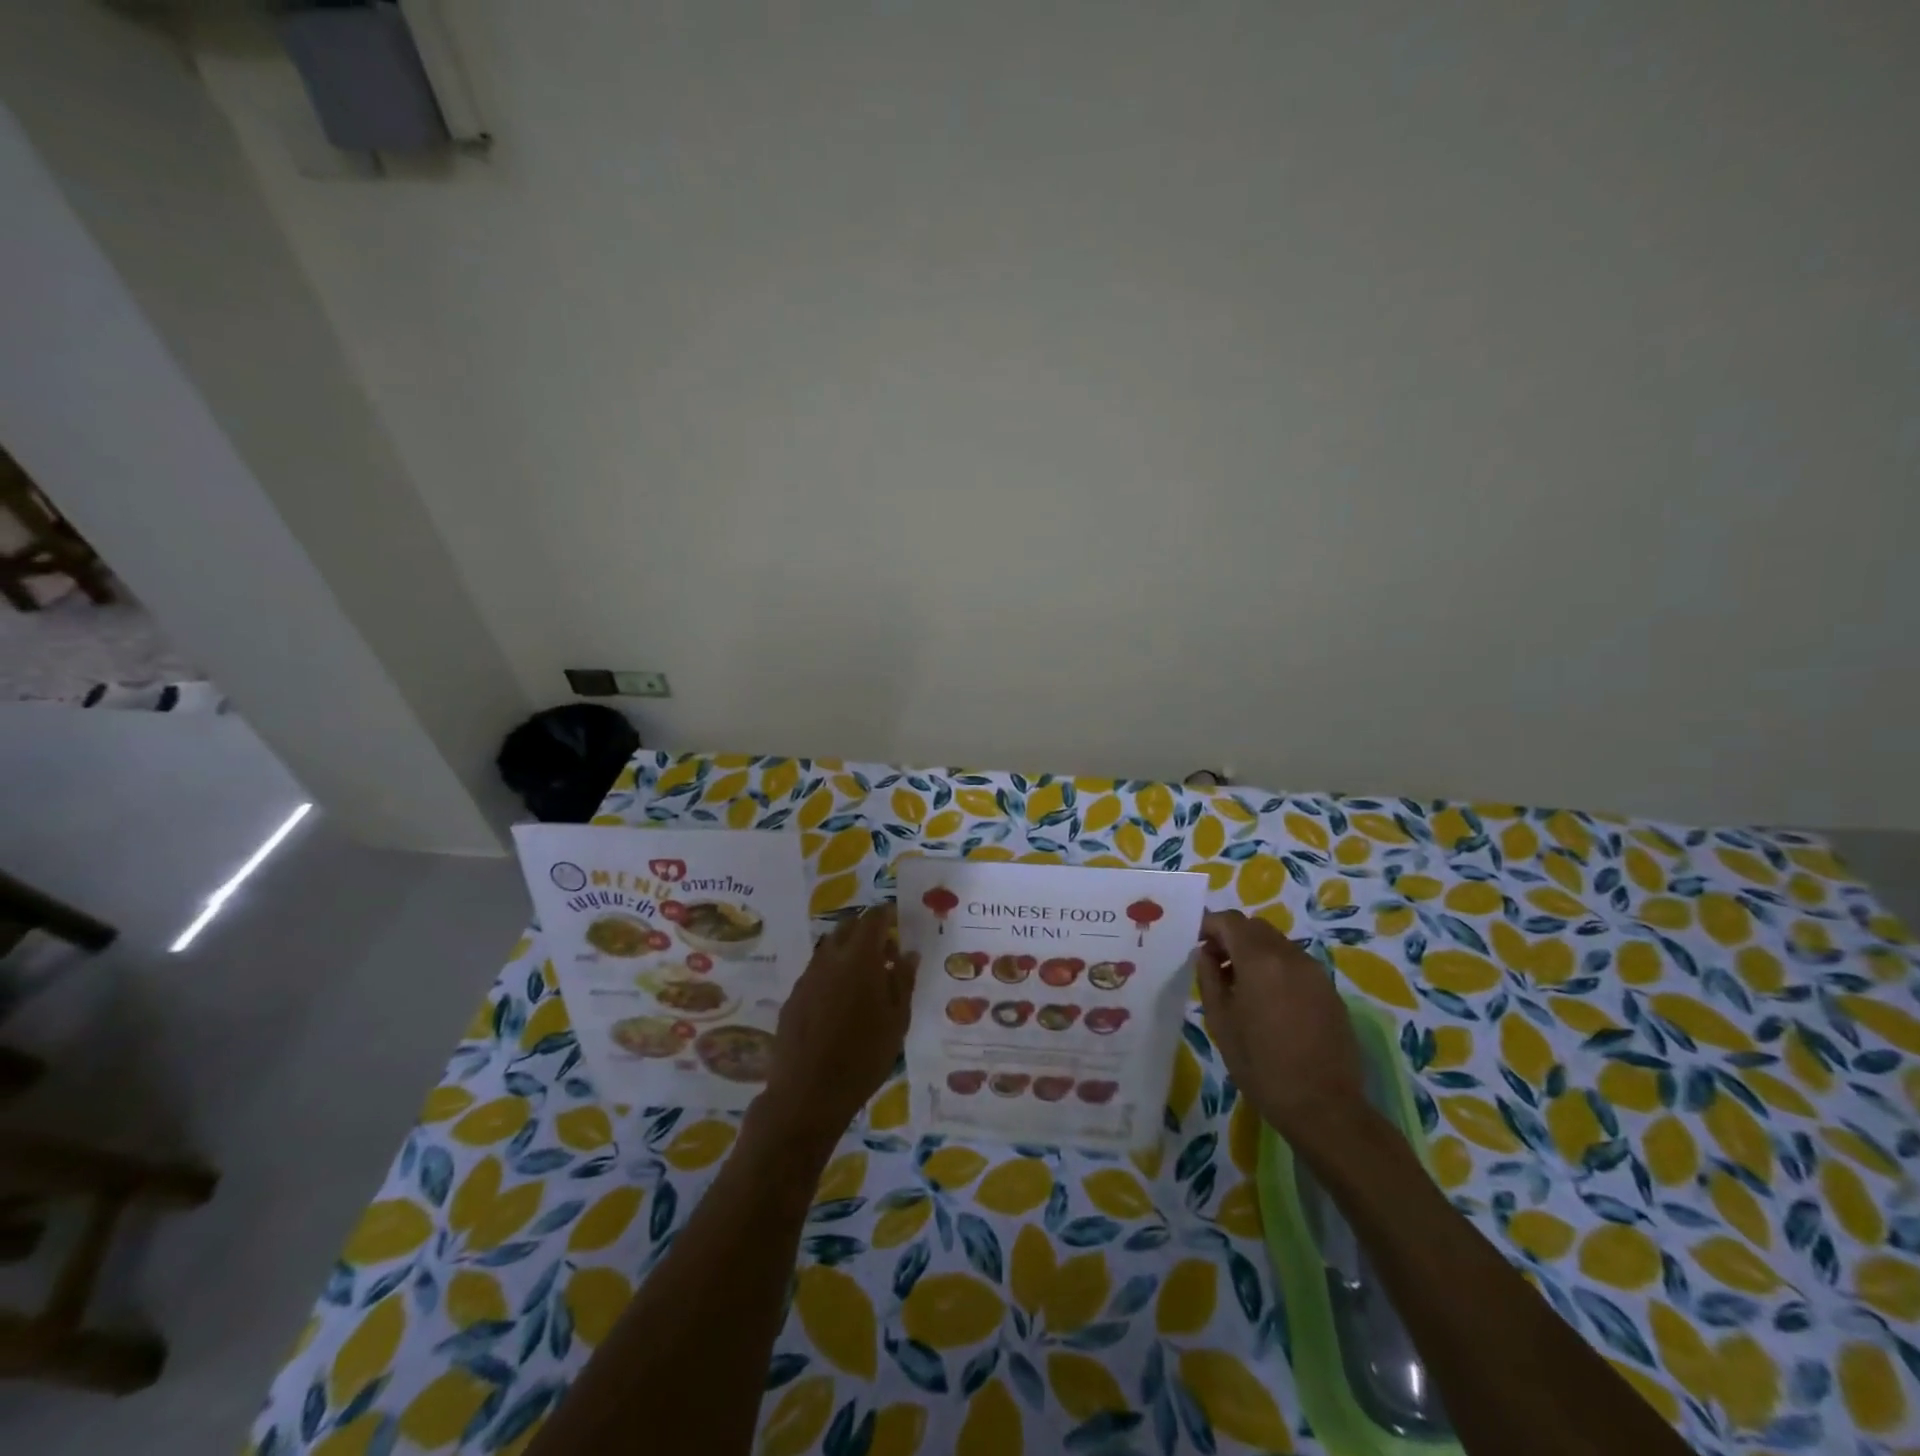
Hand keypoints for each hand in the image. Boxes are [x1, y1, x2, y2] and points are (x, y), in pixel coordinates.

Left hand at [760, 904, 918, 1148]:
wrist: (808, 1094)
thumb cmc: (864, 1057)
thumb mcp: (897, 1021)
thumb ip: (903, 980)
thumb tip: (908, 953)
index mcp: (860, 958)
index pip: (873, 918)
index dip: (886, 913)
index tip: (897, 918)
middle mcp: (830, 958)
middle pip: (848, 927)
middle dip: (867, 930)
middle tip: (885, 951)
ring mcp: (807, 977)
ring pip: (829, 949)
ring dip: (848, 952)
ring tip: (865, 979)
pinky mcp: (793, 997)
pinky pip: (816, 972)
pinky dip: (832, 973)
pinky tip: (841, 1002)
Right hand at [1195, 909, 1365, 1138]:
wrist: (1324, 1107)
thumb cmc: (1261, 1065)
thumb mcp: (1221, 1021)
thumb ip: (1209, 978)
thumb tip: (1206, 954)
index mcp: (1260, 960)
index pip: (1230, 921)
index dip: (1209, 925)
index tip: (1196, 943)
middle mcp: (1291, 956)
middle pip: (1255, 927)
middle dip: (1232, 936)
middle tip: (1214, 963)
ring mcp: (1315, 972)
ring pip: (1277, 944)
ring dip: (1254, 951)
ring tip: (1239, 984)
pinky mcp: (1330, 991)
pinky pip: (1295, 964)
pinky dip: (1275, 968)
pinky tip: (1268, 1001)